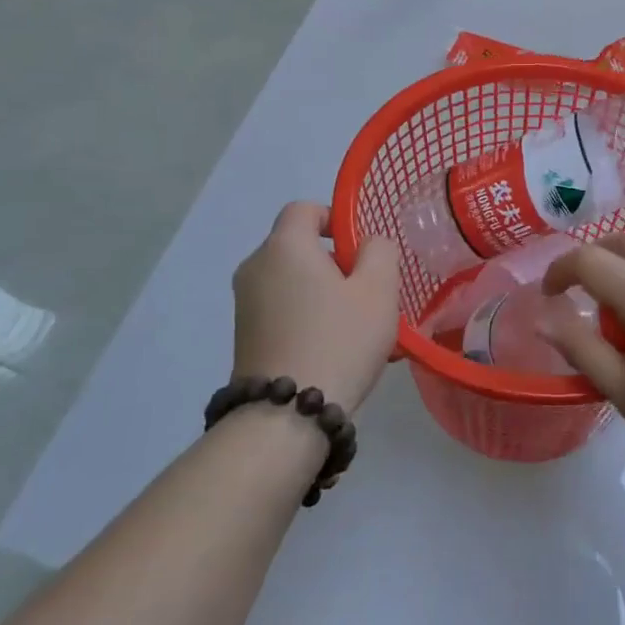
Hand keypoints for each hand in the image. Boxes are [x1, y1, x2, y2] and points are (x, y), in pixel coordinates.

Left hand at [231, 203, 400, 411]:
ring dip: (325, 294)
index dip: (335, 219)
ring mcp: (245, 305)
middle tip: (368, 293)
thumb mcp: (378, 288)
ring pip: (293, 282)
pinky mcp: (244, 337)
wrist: (285, 416)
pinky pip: (283, 310)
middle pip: (300, 247)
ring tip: (357, 327)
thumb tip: (367, 245)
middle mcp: (255, 267)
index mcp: (284, 246)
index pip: (305, 209)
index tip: (361, 251)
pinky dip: (308, 317)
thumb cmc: (338, 339)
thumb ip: (380, 251)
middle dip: (336, 263)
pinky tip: (335, 349)